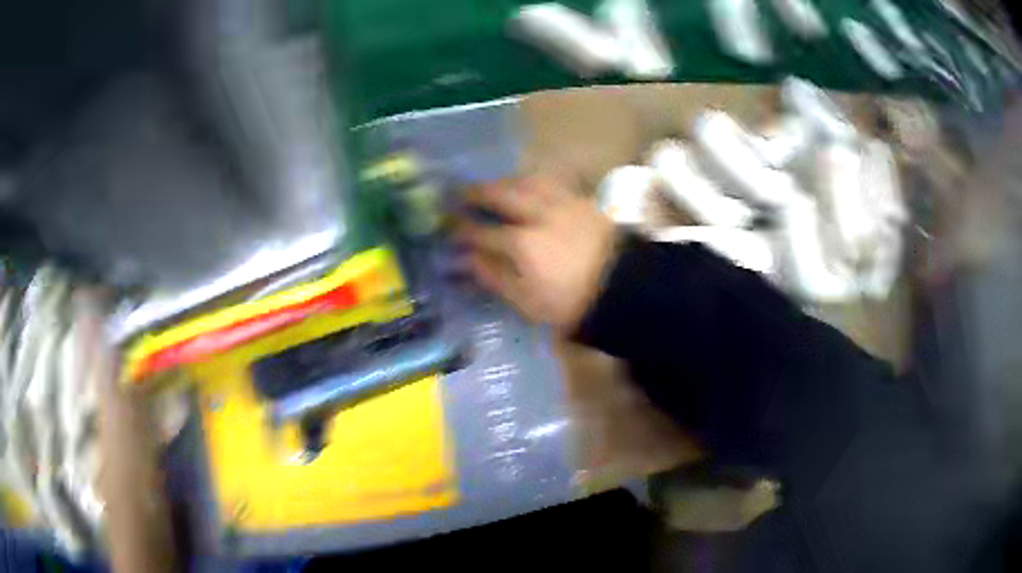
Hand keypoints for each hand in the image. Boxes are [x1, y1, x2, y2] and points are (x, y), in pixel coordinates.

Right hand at [457, 175, 617, 331]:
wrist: (627, 290)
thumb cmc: (572, 303)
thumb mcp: (527, 302)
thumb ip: (495, 278)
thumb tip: (468, 260)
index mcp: (522, 244)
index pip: (482, 231)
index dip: (461, 228)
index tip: (447, 225)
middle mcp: (539, 215)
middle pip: (501, 194)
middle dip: (477, 192)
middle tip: (460, 193)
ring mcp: (563, 203)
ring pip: (528, 181)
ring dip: (505, 181)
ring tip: (493, 186)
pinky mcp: (584, 200)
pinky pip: (553, 182)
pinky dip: (534, 181)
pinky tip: (529, 186)